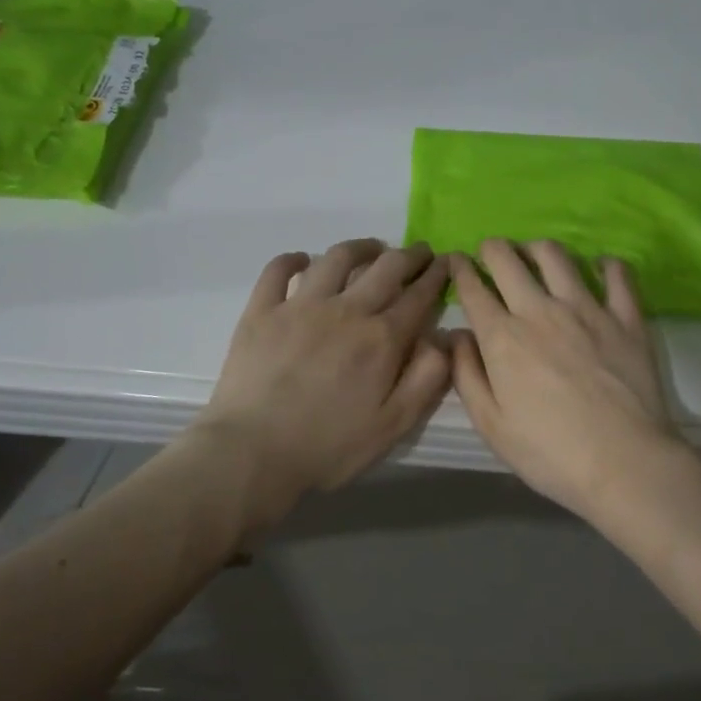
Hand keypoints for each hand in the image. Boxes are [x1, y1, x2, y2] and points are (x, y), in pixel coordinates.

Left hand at [196, 240, 451, 514]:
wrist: (252, 452)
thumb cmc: (329, 446)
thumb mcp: (394, 425)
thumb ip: (427, 379)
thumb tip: (444, 339)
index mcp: (382, 338)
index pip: (419, 296)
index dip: (437, 277)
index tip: (447, 264)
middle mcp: (346, 310)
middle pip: (386, 268)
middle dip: (410, 255)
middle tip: (420, 252)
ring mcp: (300, 305)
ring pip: (336, 258)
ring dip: (361, 248)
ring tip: (372, 249)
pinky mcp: (262, 310)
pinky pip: (279, 270)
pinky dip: (294, 259)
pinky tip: (303, 260)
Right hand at [449, 240, 686, 522]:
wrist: (624, 462)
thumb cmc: (550, 452)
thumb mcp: (491, 425)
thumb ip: (467, 375)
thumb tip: (455, 336)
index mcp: (503, 338)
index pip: (474, 289)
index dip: (460, 270)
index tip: (456, 262)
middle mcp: (541, 311)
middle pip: (509, 260)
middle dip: (493, 249)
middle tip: (491, 253)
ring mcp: (587, 309)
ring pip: (556, 256)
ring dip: (537, 248)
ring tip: (535, 255)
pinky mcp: (626, 317)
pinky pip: (617, 275)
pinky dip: (605, 264)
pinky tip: (600, 267)